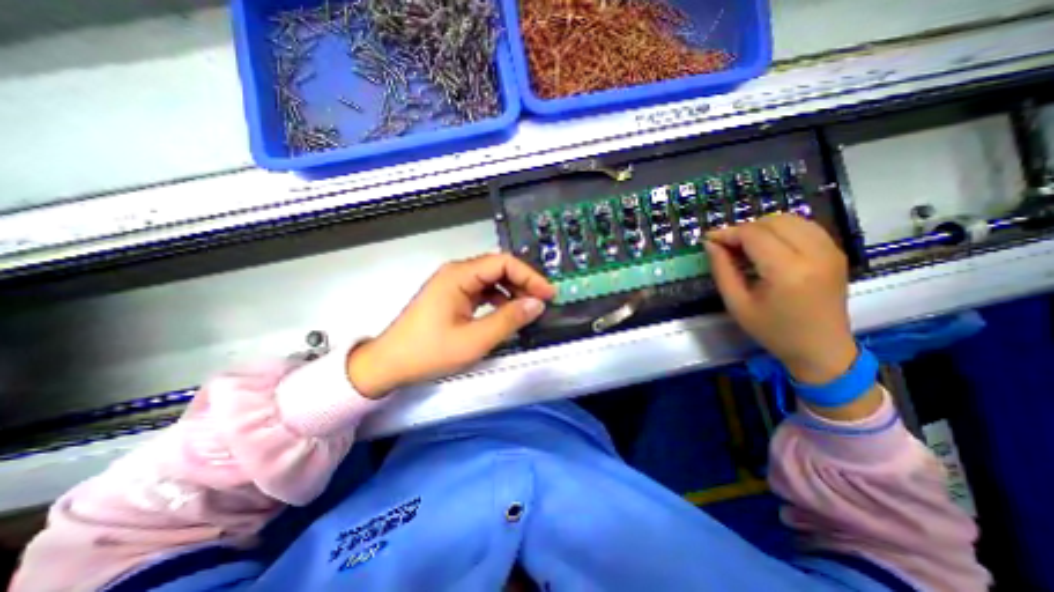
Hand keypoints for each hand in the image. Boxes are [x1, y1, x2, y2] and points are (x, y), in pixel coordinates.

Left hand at [347, 252, 558, 398]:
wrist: (389, 364)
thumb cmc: (429, 352)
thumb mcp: (475, 340)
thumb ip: (509, 319)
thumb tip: (536, 304)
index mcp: (459, 276)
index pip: (503, 263)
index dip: (529, 276)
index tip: (547, 293)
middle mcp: (456, 273)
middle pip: (498, 268)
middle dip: (523, 283)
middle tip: (541, 302)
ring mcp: (453, 284)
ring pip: (491, 279)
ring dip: (512, 291)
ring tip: (527, 308)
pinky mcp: (452, 296)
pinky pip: (482, 291)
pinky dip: (498, 299)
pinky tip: (506, 312)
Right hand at [699, 214, 853, 386]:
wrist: (822, 348)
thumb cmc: (773, 331)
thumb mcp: (737, 304)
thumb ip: (722, 270)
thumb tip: (711, 244)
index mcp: (788, 271)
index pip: (754, 234)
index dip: (727, 233)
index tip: (709, 240)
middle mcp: (815, 254)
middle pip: (772, 222)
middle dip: (743, 229)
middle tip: (726, 246)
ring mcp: (831, 250)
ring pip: (790, 219)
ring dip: (762, 227)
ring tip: (745, 245)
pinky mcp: (836, 252)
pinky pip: (805, 226)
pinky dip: (781, 229)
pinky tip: (768, 246)